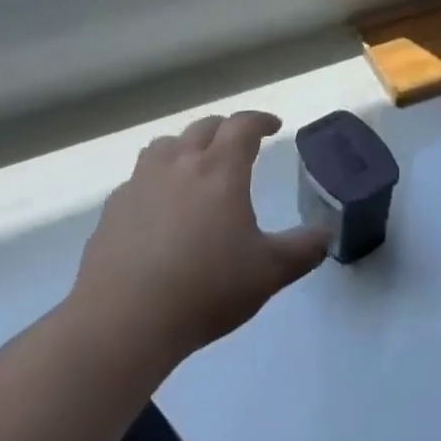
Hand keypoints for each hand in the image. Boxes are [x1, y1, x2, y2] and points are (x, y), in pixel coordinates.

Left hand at [71, 112, 329, 368]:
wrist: (124, 320)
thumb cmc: (205, 289)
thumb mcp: (268, 273)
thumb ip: (302, 250)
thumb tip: (326, 234)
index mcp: (220, 169)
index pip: (242, 126)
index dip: (260, 120)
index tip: (273, 126)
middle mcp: (179, 164)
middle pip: (203, 128)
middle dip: (225, 130)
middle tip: (238, 144)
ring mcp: (140, 183)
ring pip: (165, 146)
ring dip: (185, 146)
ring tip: (195, 165)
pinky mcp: (113, 209)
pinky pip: (138, 179)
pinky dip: (155, 180)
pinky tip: (158, 208)